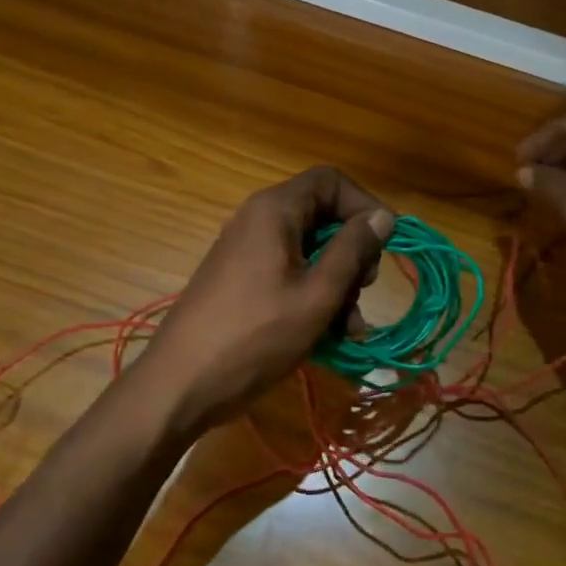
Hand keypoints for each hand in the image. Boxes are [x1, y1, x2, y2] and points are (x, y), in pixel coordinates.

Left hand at [138, 167, 394, 433]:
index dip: (364, 206)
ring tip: (349, 330)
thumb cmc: (255, 335)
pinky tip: (327, 335)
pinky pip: (288, 273)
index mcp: (275, 210)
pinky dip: (312, 296)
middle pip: (322, 217)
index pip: (331, 181)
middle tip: (363, 292)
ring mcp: (247, 251)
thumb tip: (383, 216)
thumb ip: (353, 250)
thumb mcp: (317, 294)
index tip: (384, 246)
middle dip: (352, 255)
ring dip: (337, 284)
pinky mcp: (241, 280)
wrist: (181, 383)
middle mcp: (258, 220)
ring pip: (309, 251)